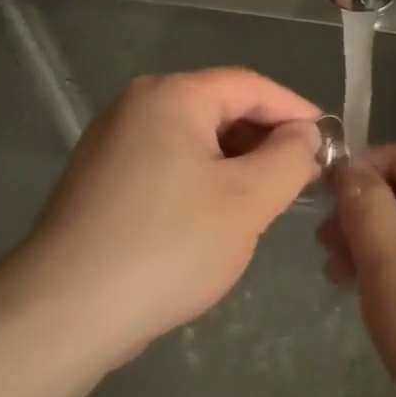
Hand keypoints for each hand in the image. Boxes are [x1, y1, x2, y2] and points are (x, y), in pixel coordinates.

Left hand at [10, 68, 322, 363]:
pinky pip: (169, 164)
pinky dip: (203, 180)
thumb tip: (305, 135)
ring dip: (237, 164)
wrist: (66, 311)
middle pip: (220, 108)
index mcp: (171, 96)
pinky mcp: (102, 179)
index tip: (330, 142)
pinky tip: (218, 218)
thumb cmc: (168, 246)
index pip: (251, 86)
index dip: (297, 111)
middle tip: (301, 178)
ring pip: (195, 140)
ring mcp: (112, 142)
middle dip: (266, 140)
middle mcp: (136, 106)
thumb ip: (290, 158)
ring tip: (265, 201)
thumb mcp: (248, 201)